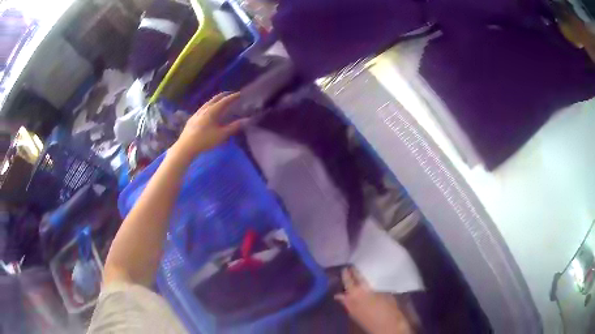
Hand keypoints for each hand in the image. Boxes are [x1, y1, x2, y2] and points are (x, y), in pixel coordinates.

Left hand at [172, 92, 245, 159]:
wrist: (186, 146)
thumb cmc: (205, 140)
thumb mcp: (222, 135)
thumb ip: (234, 127)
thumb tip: (246, 120)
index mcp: (212, 110)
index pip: (225, 100)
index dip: (233, 97)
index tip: (240, 94)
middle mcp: (205, 108)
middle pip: (215, 98)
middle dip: (224, 95)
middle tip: (231, 95)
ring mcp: (197, 113)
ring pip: (208, 102)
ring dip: (216, 100)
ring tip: (221, 102)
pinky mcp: (192, 118)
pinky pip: (203, 108)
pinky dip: (210, 106)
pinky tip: (209, 111)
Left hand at [335, 267, 412, 333]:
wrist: (386, 328)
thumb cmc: (390, 309)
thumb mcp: (386, 294)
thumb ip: (375, 287)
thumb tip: (370, 282)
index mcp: (361, 290)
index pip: (354, 275)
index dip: (353, 269)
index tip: (352, 263)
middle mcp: (352, 297)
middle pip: (346, 283)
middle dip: (346, 275)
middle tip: (347, 269)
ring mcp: (349, 306)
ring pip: (342, 294)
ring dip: (344, 288)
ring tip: (346, 282)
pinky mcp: (350, 314)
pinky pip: (345, 303)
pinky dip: (346, 298)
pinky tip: (349, 296)